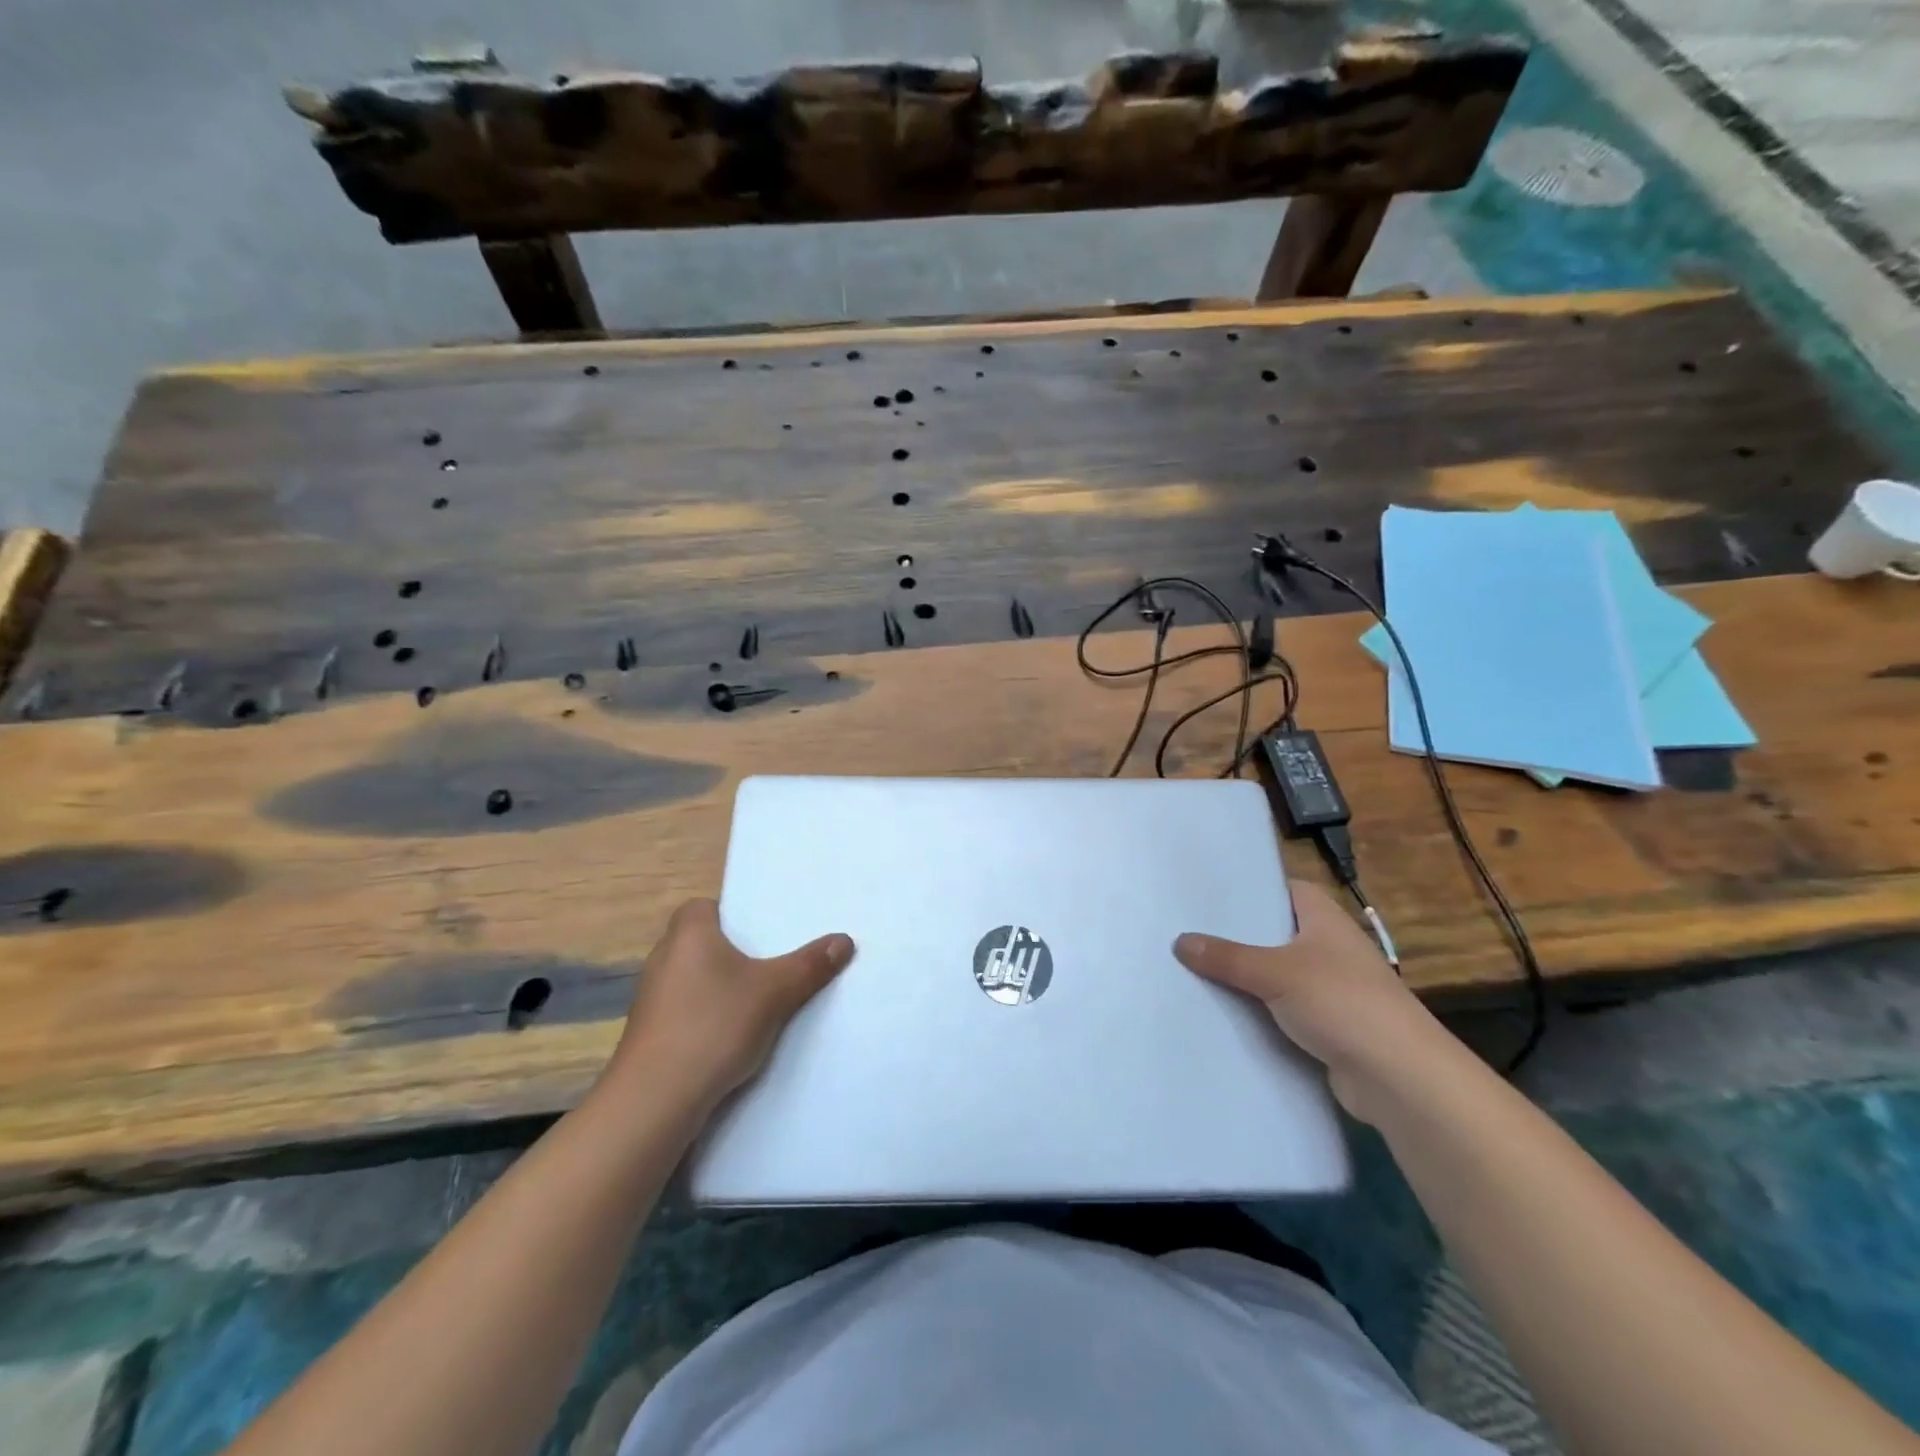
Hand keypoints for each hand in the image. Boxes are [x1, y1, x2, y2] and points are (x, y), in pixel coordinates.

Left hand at [605, 899, 853, 1112]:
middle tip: (776, 960)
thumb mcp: (774, 992)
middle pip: (705, 942)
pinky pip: (689, 1009)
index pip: (706, 906)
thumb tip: (844, 940)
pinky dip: (710, 1016)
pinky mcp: (652, 1033)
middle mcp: (664, 957)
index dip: (733, 914)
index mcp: (687, 933)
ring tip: (764, 998)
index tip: (764, 929)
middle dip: (737, 952)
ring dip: (724, 987)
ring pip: (697, 979)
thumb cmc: (713, 1026)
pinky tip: (736, 1035)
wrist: (655, 1101)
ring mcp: (652, 998)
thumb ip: (810, 965)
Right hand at [1175, 882, 1450, 1122]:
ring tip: (1192, 969)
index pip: (1285, 890)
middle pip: (1275, 933)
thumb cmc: (1341, 1002)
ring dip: (1245, 977)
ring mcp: (1331, 989)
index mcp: (1325, 919)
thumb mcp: (1275, 973)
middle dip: (1237, 935)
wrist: (1399, 1078)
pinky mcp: (1328, 1026)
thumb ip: (1227, 957)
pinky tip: (1221, 1013)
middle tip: (1187, 930)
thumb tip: (1180, 941)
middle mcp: (1330, 948)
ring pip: (1276, 974)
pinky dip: (1258, 1012)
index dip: (1252, 888)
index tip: (1210, 892)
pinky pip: (1282, 1010)